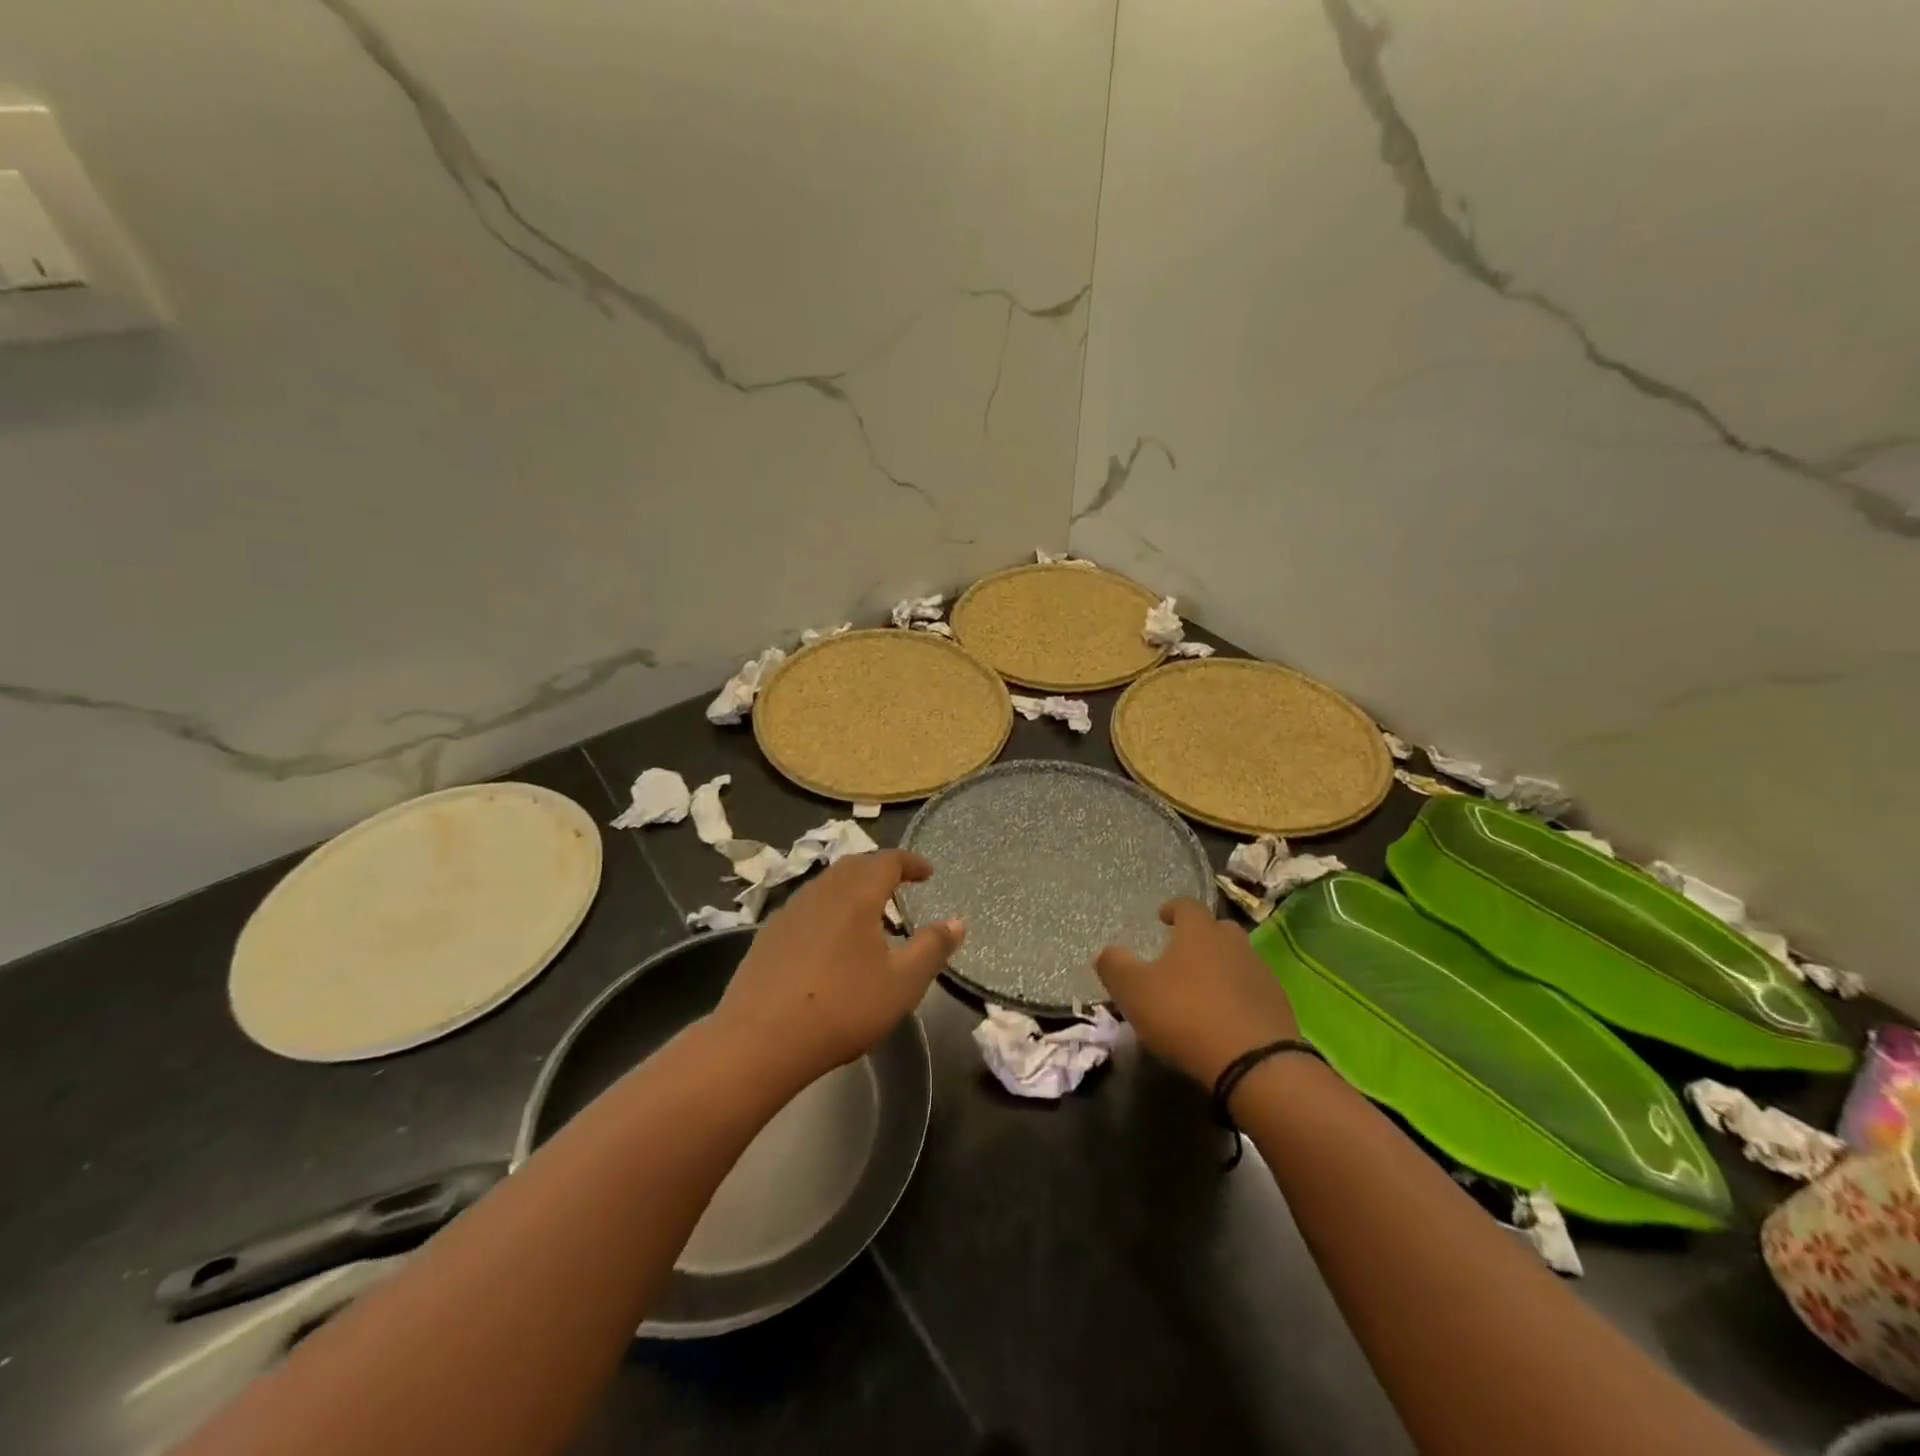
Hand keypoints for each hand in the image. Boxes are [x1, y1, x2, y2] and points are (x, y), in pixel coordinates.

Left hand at [712, 850, 963, 1089]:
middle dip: (880, 870)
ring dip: (852, 889)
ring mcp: (789, 912)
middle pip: (854, 866)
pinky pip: (807, 908)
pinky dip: (829, 910)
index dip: (911, 862)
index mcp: (856, 894)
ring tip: (869, 913)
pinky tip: (831, 940)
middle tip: (900, 886)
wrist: (759, 1040)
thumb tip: (957, 922)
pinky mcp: (768, 936)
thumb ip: (932, 948)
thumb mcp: (902, 983)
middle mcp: (821, 892)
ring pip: (827, 885)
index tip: (928, 872)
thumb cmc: (842, 1007)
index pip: (887, 861)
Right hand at [1095, 896, 1298, 1087]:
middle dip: (1201, 937)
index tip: (1162, 917)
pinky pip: (1253, 992)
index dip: (1173, 908)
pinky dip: (1238, 998)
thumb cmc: (1186, 1015)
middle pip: (1218, 930)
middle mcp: (1234, 944)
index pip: (1187, 905)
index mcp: (1199, 932)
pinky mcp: (1279, 1007)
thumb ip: (1115, 966)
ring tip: (1202, 991)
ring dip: (1221, 969)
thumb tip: (1105, 952)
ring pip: (1238, 960)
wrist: (1254, 1064)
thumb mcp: (1133, 991)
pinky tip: (1225, 1019)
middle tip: (1182, 955)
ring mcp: (1261, 975)